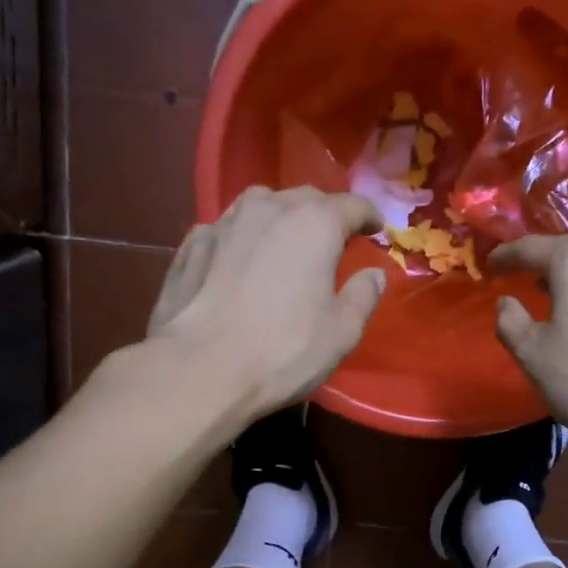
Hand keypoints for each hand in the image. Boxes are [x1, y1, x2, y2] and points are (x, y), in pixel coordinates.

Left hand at [147, 185, 385, 420]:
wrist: (199, 369)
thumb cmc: (283, 350)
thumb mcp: (342, 332)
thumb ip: (363, 296)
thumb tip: (374, 274)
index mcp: (314, 223)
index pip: (352, 205)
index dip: (368, 216)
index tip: (376, 229)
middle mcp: (269, 208)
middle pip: (305, 198)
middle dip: (324, 213)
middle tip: (332, 239)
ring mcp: (223, 222)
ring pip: (260, 205)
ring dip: (280, 218)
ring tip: (284, 243)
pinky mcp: (191, 245)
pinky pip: (226, 229)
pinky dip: (241, 239)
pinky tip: (239, 262)